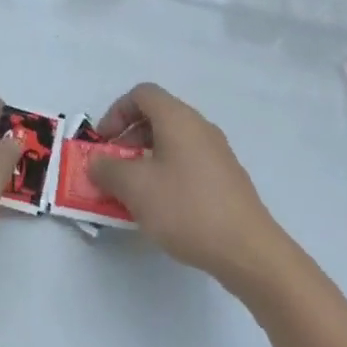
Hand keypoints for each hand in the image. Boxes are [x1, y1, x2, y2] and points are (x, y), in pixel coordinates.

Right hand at [88, 83, 299, 295]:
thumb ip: (107, 169)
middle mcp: (200, 128)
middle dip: (128, 138)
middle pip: (157, 117)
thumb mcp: (134, 187)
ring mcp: (218, 154)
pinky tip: (162, 208)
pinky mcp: (227, 181)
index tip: (104, 142)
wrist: (249, 252)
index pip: (141, 94)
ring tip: (134, 192)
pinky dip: (167, 174)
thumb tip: (97, 162)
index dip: (116, 112)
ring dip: (146, 159)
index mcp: (178, 119)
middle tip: (114, 167)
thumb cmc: (186, 208)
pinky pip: (188, 164)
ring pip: (172, 143)